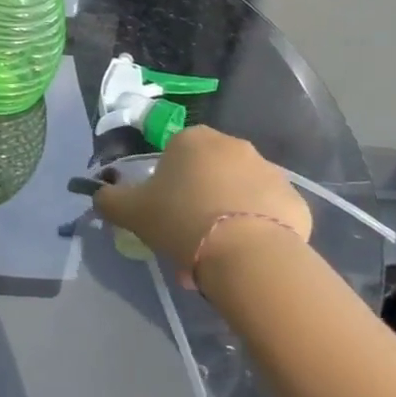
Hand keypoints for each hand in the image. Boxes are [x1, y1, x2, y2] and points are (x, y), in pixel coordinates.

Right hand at [94, 127, 310, 286]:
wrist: (247, 254)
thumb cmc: (182, 220)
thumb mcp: (132, 212)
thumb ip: (110, 199)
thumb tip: (99, 194)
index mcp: (192, 139)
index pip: (174, 155)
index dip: (167, 186)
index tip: (164, 215)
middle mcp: (233, 145)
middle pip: (209, 173)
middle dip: (199, 200)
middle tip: (188, 239)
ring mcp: (270, 171)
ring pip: (240, 193)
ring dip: (228, 215)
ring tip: (218, 257)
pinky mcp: (296, 202)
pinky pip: (269, 214)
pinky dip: (258, 230)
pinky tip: (247, 257)